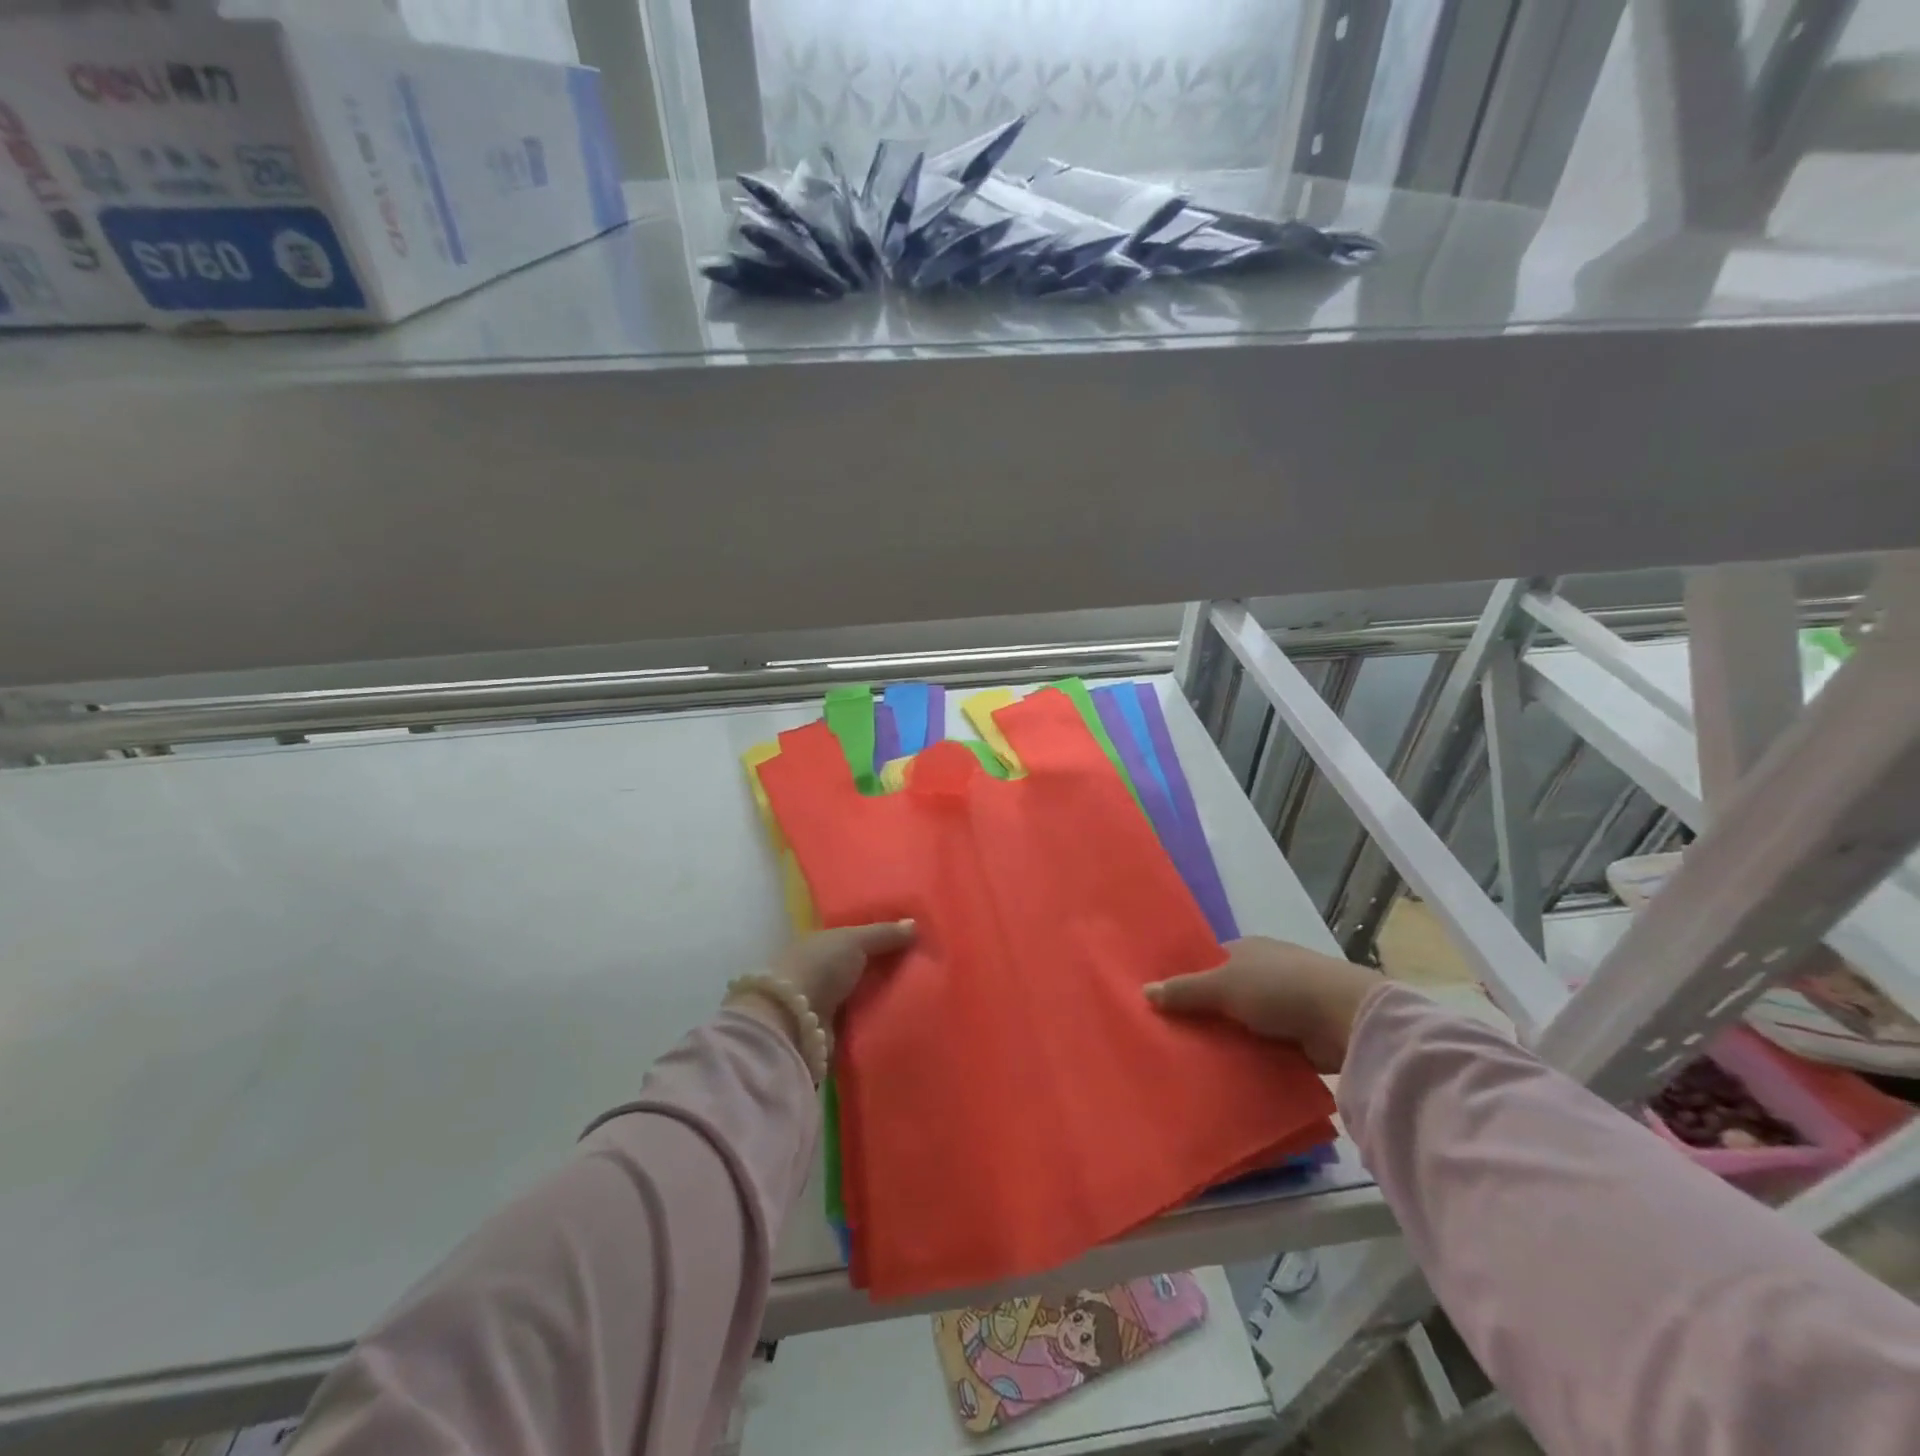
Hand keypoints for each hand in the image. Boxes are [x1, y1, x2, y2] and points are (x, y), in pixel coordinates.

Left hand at [768, 921, 916, 1022]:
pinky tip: (905, 1015)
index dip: (881, 937)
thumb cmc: (821, 967)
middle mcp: (821, 970)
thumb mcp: (855, 941)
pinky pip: (864, 1020)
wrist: (794, 1020)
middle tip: (925, 966)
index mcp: (821, 943)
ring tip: (922, 992)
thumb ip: (884, 933)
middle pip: (861, 967)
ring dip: (885, 996)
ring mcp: (826, 1002)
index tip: (912, 939)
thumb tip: (915, 923)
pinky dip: (879, 1018)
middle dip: (887, 968)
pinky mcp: (833, 1031)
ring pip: (864, 995)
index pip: (855, 937)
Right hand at [1144, 936, 1379, 1072]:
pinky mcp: (1303, 1036)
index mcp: (1246, 950)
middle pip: (1225, 995)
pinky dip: (1252, 1058)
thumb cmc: (1278, 988)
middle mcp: (1265, 972)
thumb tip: (1143, 990)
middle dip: (1205, 1015)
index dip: (1187, 982)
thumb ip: (1184, 991)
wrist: (1344, 1017)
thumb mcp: (1222, 986)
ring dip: (1229, 1040)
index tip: (1163, 1006)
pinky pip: (1266, 1047)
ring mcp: (1286, 1004)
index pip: (1208, 964)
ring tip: (1194, 1063)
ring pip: (1245, 1023)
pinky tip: (1230, 1075)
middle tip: (1173, 1040)